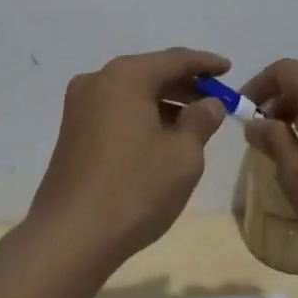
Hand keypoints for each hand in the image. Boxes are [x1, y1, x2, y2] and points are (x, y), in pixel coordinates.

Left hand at [28, 47, 230, 267]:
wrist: (69, 238)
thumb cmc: (134, 190)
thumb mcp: (182, 156)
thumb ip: (201, 122)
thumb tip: (209, 103)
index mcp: (126, 76)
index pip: (175, 59)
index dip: (205, 64)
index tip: (228, 67)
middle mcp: (98, 80)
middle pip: (151, 73)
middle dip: (185, 85)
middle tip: (216, 100)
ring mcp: (80, 106)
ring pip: (132, 93)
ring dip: (164, 103)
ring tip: (194, 123)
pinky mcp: (72, 131)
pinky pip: (116, 111)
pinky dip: (142, 116)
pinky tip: (162, 138)